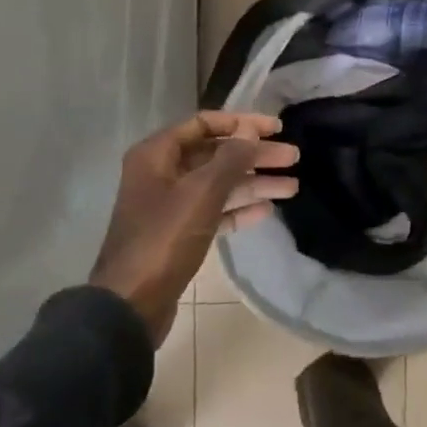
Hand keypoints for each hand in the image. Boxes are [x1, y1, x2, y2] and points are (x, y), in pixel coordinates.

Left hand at [90, 111, 297, 343]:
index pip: (205, 124)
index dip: (242, 123)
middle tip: (294, 158)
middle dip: (255, 156)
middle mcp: (162, 173)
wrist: (132, 303)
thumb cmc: (164, 239)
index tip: (277, 128)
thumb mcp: (201, 193)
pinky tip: (267, 210)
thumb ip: (230, 158)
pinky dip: (239, 209)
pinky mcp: (179, 233)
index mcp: (157, 154)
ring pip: (219, 185)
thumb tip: (251, 129)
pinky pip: (214, 211)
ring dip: (254, 183)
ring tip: (293, 187)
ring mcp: (170, 205)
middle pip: (216, 155)